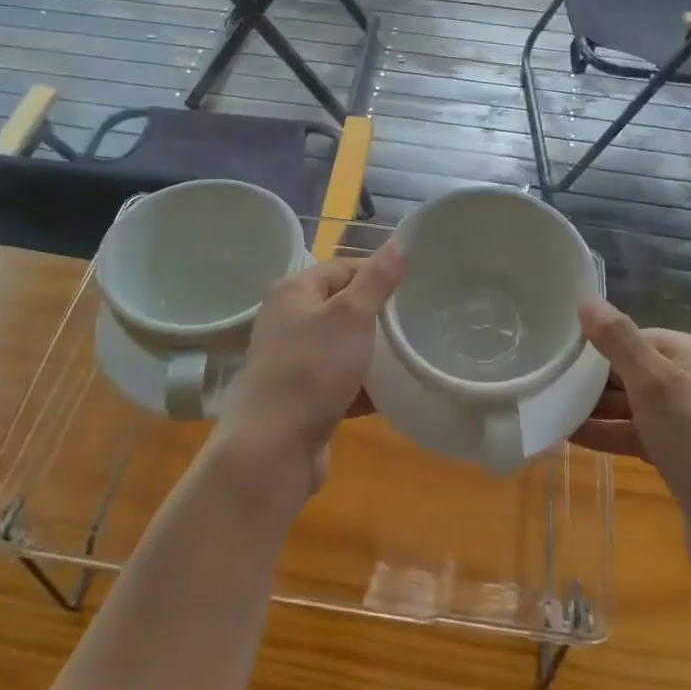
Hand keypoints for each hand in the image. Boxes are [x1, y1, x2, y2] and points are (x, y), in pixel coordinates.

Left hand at [212, 244, 403, 495]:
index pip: (343, 267)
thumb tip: (397, 243)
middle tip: (416, 320)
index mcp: (294, 290)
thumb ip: (376, 279)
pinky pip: (339, 381)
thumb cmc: (313, 368)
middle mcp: (288, 320)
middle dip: (378, 315)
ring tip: (410, 354)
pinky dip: (363, 385)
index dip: (378, 273)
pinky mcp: (302, 396)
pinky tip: (393, 391)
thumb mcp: (351, 316)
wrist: (274, 447)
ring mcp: (293, 360)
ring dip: (372, 353)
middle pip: (342, 306)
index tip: (415, 286)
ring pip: (342, 346)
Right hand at [572, 298, 690, 586]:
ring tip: (550, 409)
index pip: (638, 337)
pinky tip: (570, 437)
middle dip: (593, 380)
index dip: (600, 346)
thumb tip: (586, 299)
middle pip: (634, 370)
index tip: (559, 355)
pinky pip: (638, 435)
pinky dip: (609, 434)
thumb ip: (618, 340)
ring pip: (634, 406)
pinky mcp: (684, 459)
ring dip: (595, 409)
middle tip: (548, 383)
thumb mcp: (655, 383)